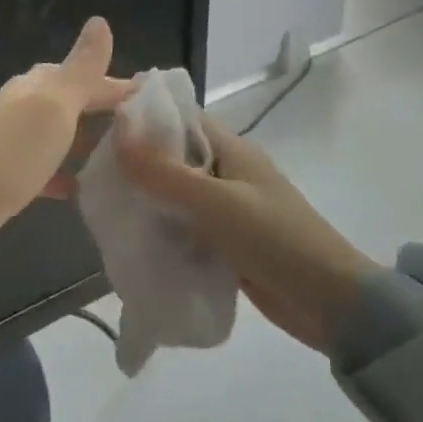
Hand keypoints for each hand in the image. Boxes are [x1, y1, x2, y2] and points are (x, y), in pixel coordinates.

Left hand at [0, 17, 131, 267]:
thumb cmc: (12, 152)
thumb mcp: (54, 104)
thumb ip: (81, 68)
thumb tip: (100, 21)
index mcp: (36, 85)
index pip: (85, 76)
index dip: (118, 85)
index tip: (155, 101)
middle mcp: (22, 106)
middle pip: (71, 101)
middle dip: (104, 111)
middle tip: (144, 132)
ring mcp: (11, 140)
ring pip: (58, 133)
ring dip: (87, 141)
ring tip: (123, 159)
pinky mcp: (6, 174)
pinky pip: (44, 167)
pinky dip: (65, 173)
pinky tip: (83, 188)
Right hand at [117, 114, 378, 354]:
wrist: (332, 305)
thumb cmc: (276, 239)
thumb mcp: (217, 202)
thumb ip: (164, 173)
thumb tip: (116, 133)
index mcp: (230, 148)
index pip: (178, 117)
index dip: (141, 116)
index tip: (98, 123)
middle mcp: (225, 171)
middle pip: (171, 156)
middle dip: (134, 161)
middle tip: (90, 170)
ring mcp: (225, 208)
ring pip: (173, 193)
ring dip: (144, 198)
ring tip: (100, 204)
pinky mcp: (223, 241)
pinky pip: (182, 226)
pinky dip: (159, 229)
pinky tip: (130, 238)